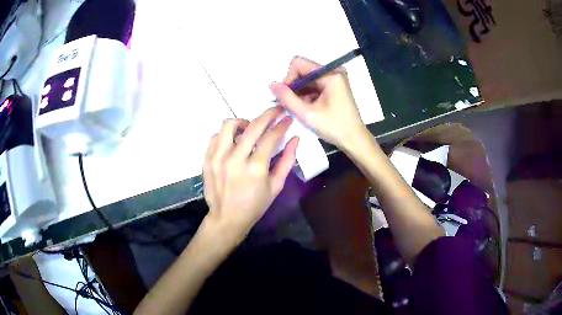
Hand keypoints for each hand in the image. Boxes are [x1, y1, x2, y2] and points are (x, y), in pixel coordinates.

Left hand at [202, 107, 298, 243]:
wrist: (227, 218)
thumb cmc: (255, 205)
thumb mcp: (276, 186)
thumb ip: (287, 161)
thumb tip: (295, 139)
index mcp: (256, 168)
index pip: (271, 137)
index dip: (282, 125)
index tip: (287, 118)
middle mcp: (235, 158)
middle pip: (253, 126)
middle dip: (268, 114)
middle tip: (275, 110)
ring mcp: (218, 158)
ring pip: (229, 125)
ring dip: (243, 122)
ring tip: (249, 127)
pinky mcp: (207, 159)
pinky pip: (215, 136)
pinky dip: (226, 134)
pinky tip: (233, 141)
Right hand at [269, 56, 367, 148]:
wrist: (354, 140)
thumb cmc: (334, 127)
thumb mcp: (307, 114)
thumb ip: (287, 98)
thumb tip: (272, 85)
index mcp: (330, 74)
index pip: (298, 64)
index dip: (288, 78)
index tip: (286, 96)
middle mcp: (333, 71)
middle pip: (303, 70)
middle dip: (293, 86)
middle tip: (290, 104)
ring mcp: (334, 78)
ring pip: (307, 78)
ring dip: (299, 91)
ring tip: (299, 108)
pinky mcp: (334, 85)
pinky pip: (314, 84)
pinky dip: (307, 94)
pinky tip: (306, 107)